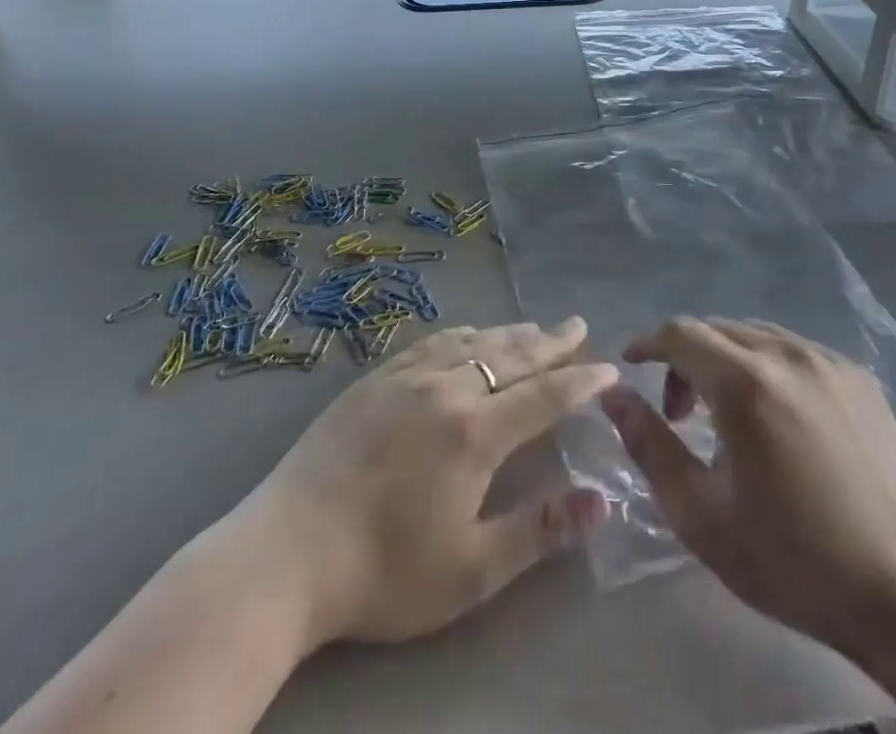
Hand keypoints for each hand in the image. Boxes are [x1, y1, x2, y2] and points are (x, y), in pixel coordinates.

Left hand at [236, 317, 616, 647]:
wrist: (287, 552)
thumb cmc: (385, 570)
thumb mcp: (471, 569)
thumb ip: (540, 529)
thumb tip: (603, 500)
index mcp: (475, 432)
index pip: (545, 395)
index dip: (581, 380)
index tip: (609, 368)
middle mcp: (447, 388)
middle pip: (511, 355)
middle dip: (551, 341)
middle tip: (577, 325)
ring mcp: (407, 377)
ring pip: (473, 341)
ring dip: (510, 334)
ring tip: (534, 328)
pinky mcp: (375, 378)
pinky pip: (432, 342)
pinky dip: (462, 334)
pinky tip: (466, 335)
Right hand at [599, 318, 895, 699]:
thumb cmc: (793, 560)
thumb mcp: (701, 514)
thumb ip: (648, 444)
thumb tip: (614, 395)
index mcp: (746, 382)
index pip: (680, 334)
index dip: (648, 344)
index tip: (630, 368)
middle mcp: (787, 353)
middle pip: (716, 329)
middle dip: (684, 358)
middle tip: (677, 413)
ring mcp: (829, 360)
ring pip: (755, 335)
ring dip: (724, 360)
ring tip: (724, 415)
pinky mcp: (859, 376)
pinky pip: (794, 351)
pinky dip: (766, 367)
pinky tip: (775, 417)